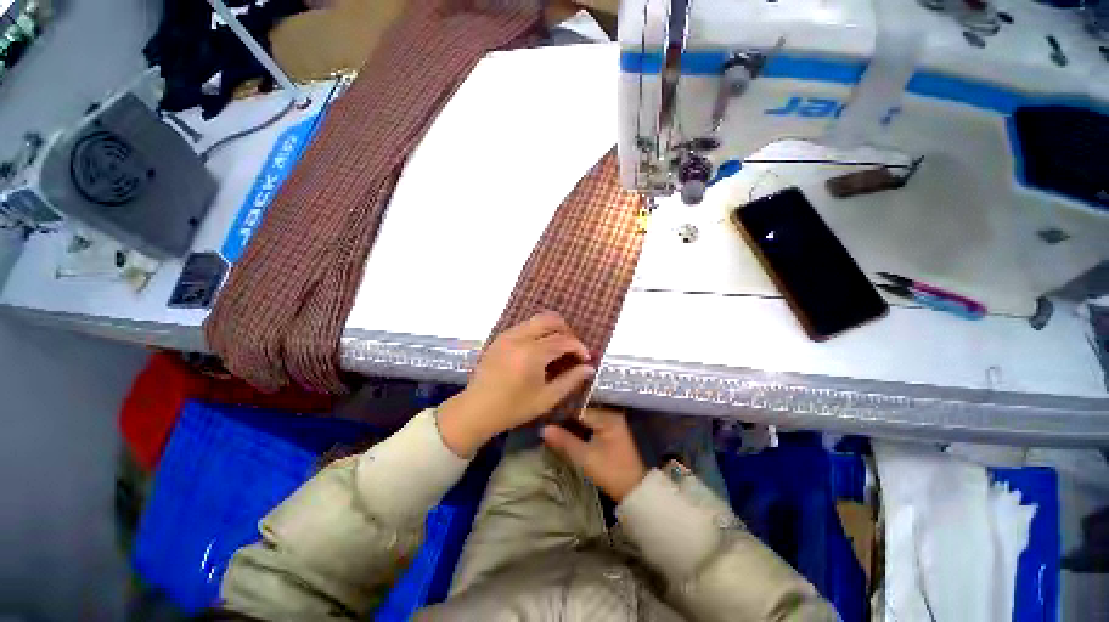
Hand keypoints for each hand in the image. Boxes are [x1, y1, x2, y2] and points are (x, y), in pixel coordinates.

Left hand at [437, 311, 594, 456]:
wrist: (476, 410)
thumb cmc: (514, 408)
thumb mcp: (547, 398)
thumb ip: (570, 380)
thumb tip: (589, 368)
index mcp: (533, 353)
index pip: (564, 340)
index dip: (579, 347)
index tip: (586, 358)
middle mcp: (520, 337)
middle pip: (550, 319)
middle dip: (566, 330)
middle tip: (572, 347)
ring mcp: (508, 335)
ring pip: (536, 319)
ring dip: (552, 328)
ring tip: (558, 347)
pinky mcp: (500, 337)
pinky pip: (524, 325)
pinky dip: (537, 331)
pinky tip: (540, 348)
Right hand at [542, 408, 647, 501]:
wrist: (634, 491)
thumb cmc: (611, 472)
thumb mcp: (585, 457)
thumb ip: (564, 441)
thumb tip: (543, 428)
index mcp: (607, 417)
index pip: (578, 409)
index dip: (561, 413)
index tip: (544, 417)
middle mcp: (610, 415)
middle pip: (582, 413)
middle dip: (565, 419)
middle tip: (545, 422)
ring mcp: (611, 424)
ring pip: (585, 420)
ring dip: (571, 425)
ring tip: (551, 427)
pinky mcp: (610, 433)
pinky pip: (590, 426)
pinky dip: (579, 430)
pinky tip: (565, 435)